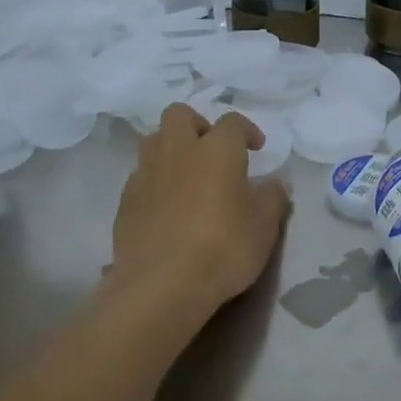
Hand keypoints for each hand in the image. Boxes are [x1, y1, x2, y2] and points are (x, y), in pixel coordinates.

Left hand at [109, 104, 290, 330]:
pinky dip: (154, 182)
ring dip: (171, 149)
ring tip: (187, 175)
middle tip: (212, 151)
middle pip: (179, 114)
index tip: (256, 148)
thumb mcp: (265, 226)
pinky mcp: (125, 202)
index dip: (246, 130)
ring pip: (153, 141)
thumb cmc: (224, 247)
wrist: (161, 286)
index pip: (232, 122)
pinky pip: (140, 176)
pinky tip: (166, 207)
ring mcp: (146, 174)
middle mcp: (178, 151)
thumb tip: (276, 183)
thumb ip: (273, 198)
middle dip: (197, 124)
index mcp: (217, 149)